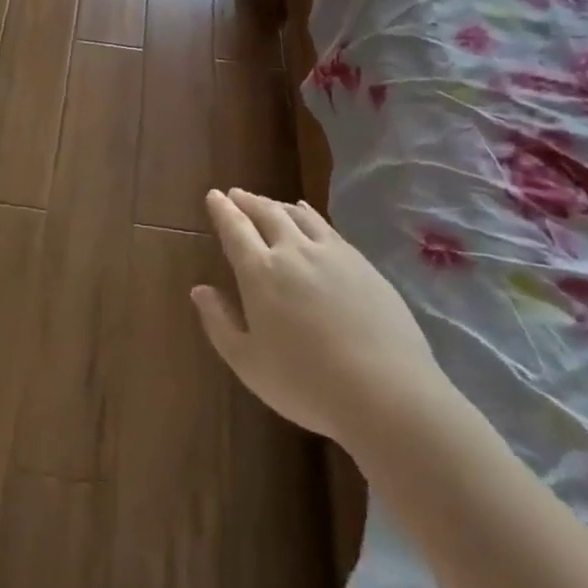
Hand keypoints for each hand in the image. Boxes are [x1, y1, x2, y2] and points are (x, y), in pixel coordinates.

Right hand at [191, 189, 451, 446]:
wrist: (387, 393)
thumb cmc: (308, 384)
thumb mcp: (249, 364)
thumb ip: (219, 323)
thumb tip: (199, 290)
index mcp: (260, 272)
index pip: (235, 229)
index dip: (222, 210)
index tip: (214, 195)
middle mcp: (293, 251)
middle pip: (266, 213)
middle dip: (247, 201)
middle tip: (236, 195)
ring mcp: (331, 253)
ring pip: (297, 215)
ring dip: (277, 205)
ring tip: (268, 204)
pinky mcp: (361, 262)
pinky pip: (326, 226)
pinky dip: (309, 214)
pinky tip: (308, 216)